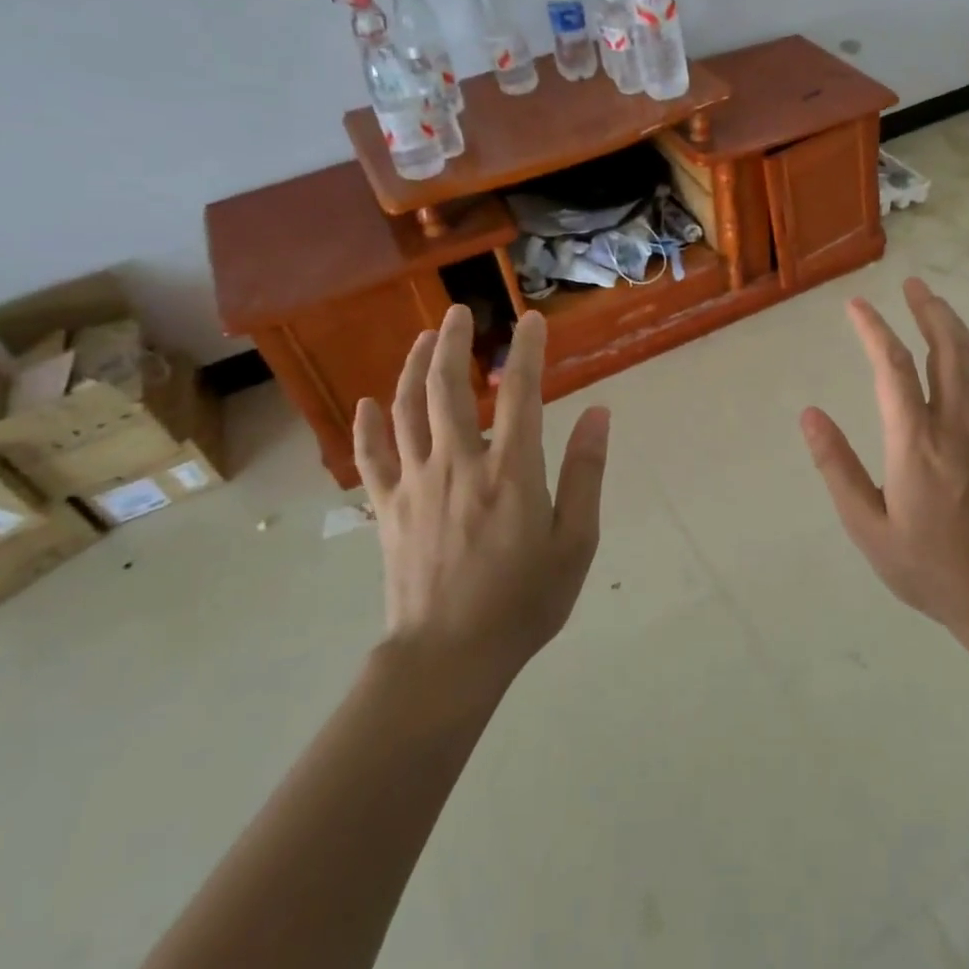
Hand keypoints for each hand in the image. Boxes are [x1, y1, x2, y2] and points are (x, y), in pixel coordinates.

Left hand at [353, 306, 609, 685]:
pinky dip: (368, 425)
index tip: (529, 319)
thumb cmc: (523, 601)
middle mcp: (460, 462)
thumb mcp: (575, 542)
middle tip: (459, 311)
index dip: (526, 350)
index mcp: (512, 470)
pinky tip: (369, 402)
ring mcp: (416, 482)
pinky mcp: (388, 508)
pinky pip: (371, 456)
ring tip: (423, 338)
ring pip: (407, 409)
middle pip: (448, 386)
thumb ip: (586, 472)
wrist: (448, 657)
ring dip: (413, 367)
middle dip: (453, 341)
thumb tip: (600, 413)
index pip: (521, 392)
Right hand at [801, 277, 968, 632]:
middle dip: (926, 311)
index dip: (873, 330)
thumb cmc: (927, 567)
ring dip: (956, 326)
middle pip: (944, 350)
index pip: (890, 369)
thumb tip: (809, 415)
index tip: (856, 306)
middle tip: (910, 284)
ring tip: (936, 302)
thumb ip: (837, 468)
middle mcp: (955, 426)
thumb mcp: (867, 527)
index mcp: (915, 444)